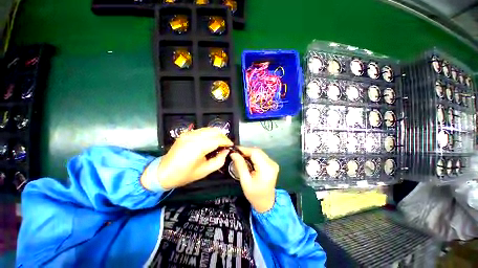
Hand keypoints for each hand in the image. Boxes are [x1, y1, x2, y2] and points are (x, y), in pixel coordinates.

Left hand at [146, 128, 232, 189]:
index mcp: (198, 147)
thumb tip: (226, 151)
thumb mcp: (206, 171)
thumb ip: (219, 160)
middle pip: (214, 131)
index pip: (217, 139)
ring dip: (216, 135)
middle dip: (223, 137)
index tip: (231, 146)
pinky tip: (210, 142)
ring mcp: (188, 133)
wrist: (163, 172)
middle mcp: (193, 137)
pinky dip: (209, 134)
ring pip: (209, 129)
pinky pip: (202, 130)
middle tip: (226, 145)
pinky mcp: (186, 133)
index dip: (227, 142)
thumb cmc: (185, 175)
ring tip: (219, 143)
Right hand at [230, 146, 278, 212]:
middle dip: (246, 151)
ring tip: (240, 157)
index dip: (244, 149)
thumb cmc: (254, 195)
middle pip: (257, 151)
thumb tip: (233, 154)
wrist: (266, 203)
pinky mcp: (272, 164)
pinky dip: (254, 156)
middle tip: (236, 154)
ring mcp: (273, 163)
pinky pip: (261, 156)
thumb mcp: (245, 181)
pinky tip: (248, 160)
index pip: (255, 153)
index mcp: (266, 169)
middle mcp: (272, 164)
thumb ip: (240, 165)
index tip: (234, 150)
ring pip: (259, 152)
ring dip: (249, 153)